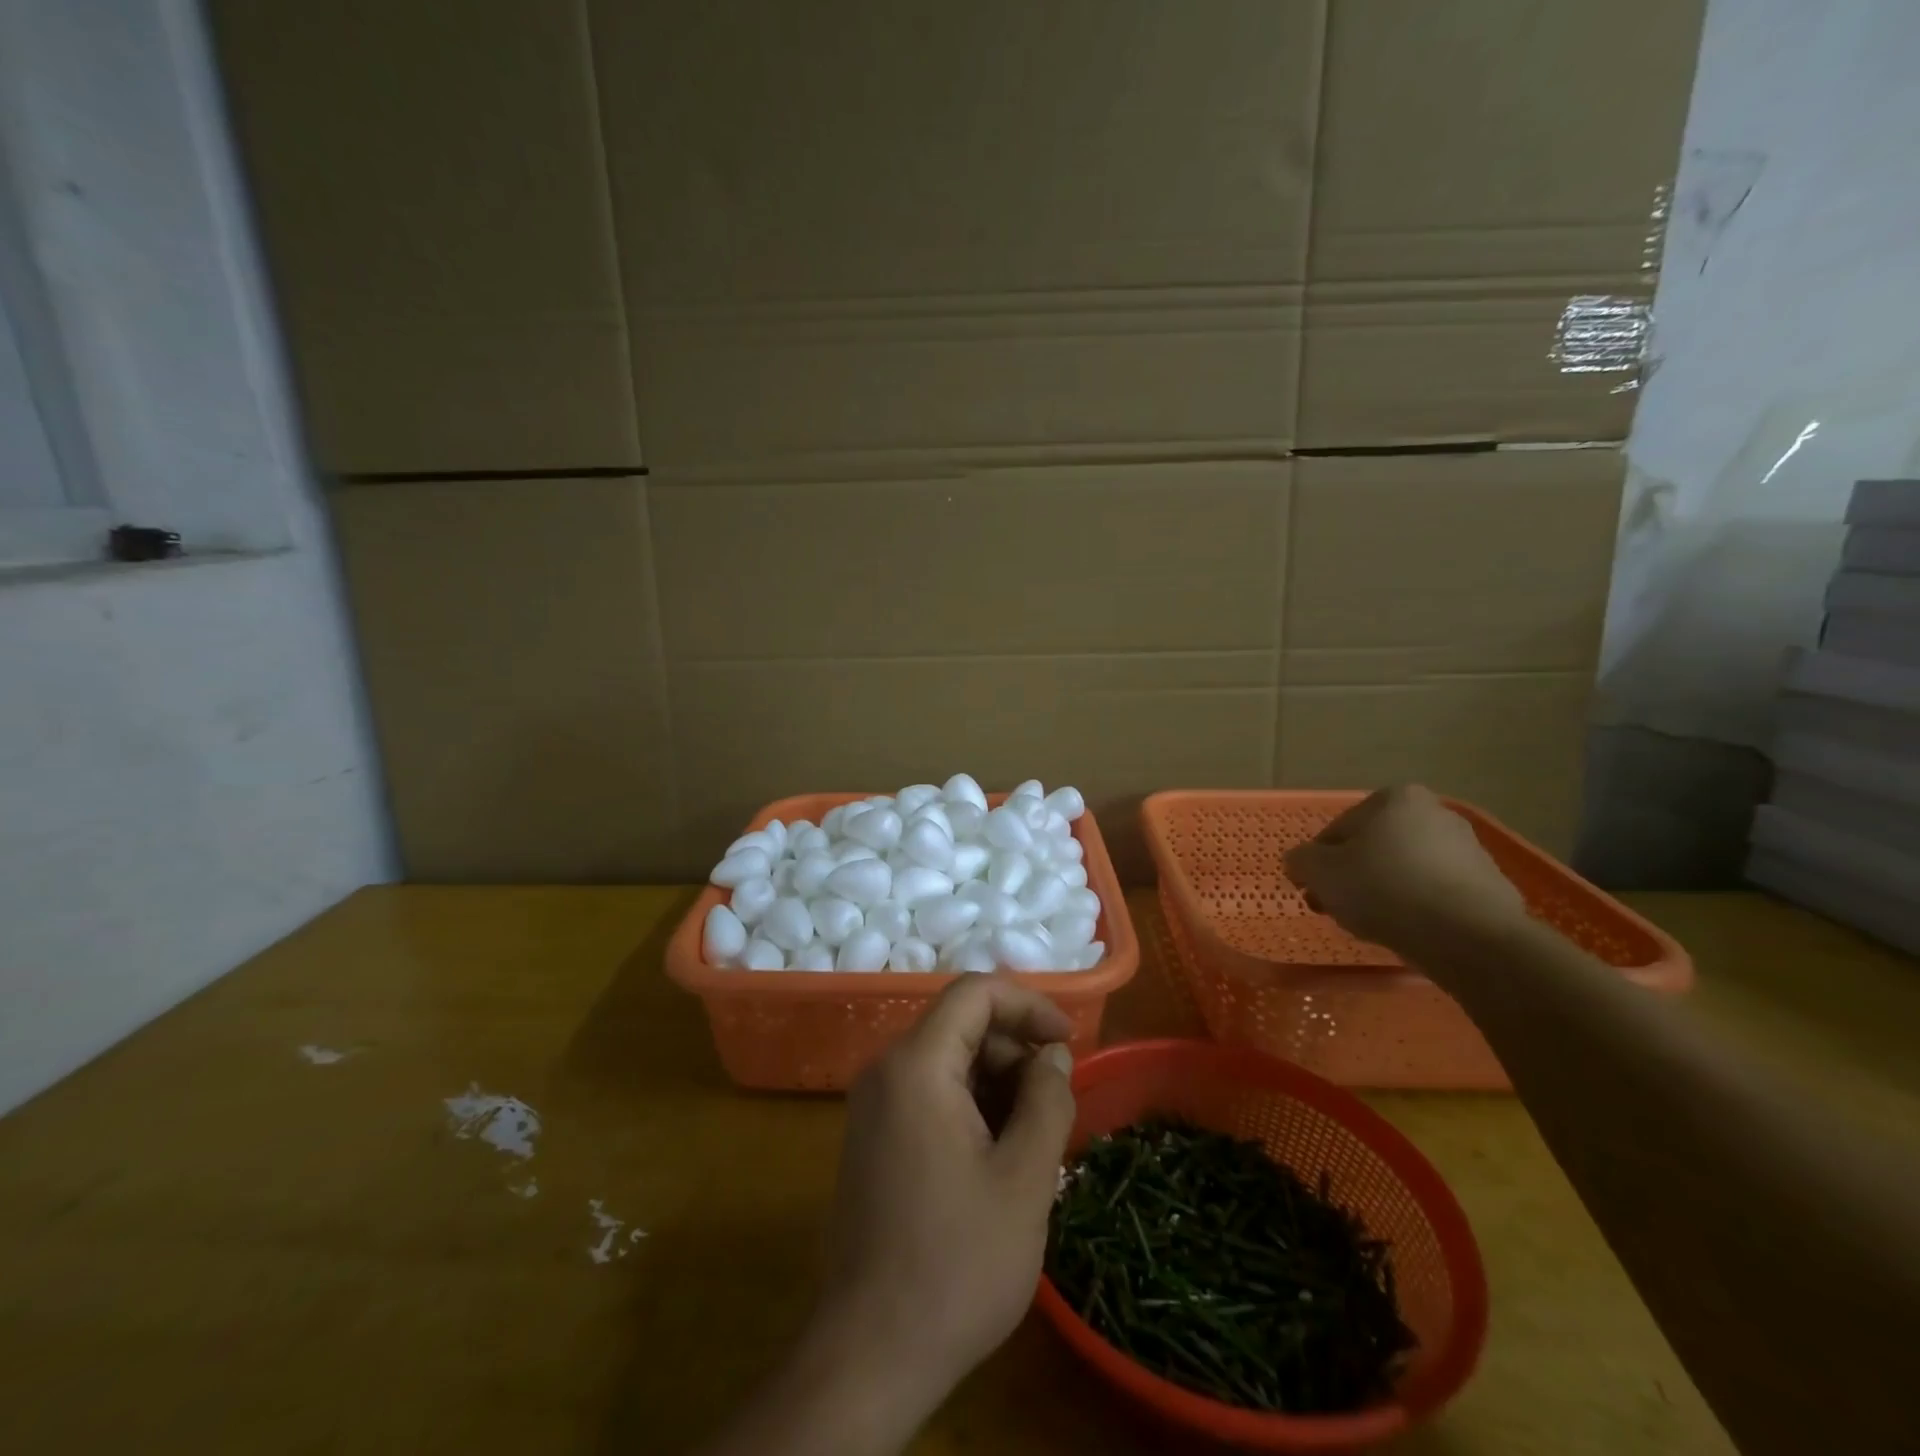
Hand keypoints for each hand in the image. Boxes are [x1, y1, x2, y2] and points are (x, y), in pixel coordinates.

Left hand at [818, 976, 1076, 1413]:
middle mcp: (886, 1071)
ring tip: (1034, 1137)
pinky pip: (929, 1093)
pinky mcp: (873, 1137)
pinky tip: (998, 1155)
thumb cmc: (957, 1263)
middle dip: (1015, 1050)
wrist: (871, 1354)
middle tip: (1056, 1103)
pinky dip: (971, 1104)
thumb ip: (1047, 1101)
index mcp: (917, 1066)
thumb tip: (1052, 1056)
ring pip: (947, 1060)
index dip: (1028, 1004)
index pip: (974, 993)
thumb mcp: (1024, 1179)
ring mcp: (873, 1105)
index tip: (1068, 1042)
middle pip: (960, 1026)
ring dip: (997, 1081)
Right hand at [1283, 784, 1527, 960]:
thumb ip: (1301, 860)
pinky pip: (1438, 893)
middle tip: (1339, 908)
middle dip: (1354, 875)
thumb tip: (1300, 862)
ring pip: (1407, 869)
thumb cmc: (1383, 889)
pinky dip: (1420, 907)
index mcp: (1394, 798)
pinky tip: (1410, 930)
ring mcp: (1469, 849)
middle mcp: (1435, 813)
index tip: (1314, 891)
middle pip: (1375, 847)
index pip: (1338, 830)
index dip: (1319, 862)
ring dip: (1386, 891)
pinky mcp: (1490, 885)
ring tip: (1374, 924)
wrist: (1467, 936)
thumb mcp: (1319, 872)